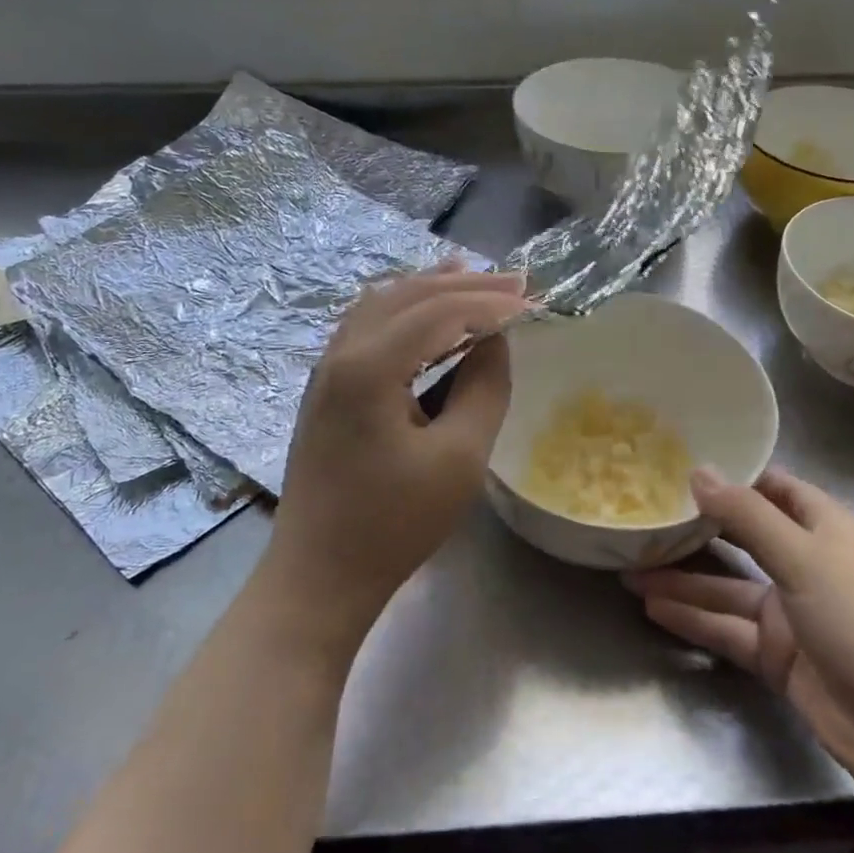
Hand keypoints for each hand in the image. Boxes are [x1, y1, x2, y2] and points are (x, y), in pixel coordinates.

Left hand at [263, 264, 527, 659]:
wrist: (320, 574)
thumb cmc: (394, 523)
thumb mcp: (458, 458)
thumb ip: (482, 388)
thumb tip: (494, 340)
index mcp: (369, 367)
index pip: (439, 312)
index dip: (489, 302)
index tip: (533, 299)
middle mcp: (340, 354)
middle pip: (407, 297)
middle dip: (464, 285)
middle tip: (515, 281)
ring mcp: (326, 371)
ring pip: (381, 305)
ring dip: (430, 289)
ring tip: (472, 278)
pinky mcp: (325, 390)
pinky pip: (366, 327)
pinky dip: (404, 310)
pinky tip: (425, 316)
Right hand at [625, 467, 853, 801]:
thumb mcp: (804, 558)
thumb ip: (747, 516)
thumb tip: (698, 471)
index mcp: (824, 527)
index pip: (772, 488)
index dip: (731, 477)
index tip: (678, 467)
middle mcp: (805, 563)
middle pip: (742, 538)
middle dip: (695, 530)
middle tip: (642, 518)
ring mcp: (790, 612)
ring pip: (726, 588)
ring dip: (682, 581)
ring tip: (630, 570)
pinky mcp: (777, 655)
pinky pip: (727, 629)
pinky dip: (693, 620)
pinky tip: (652, 609)